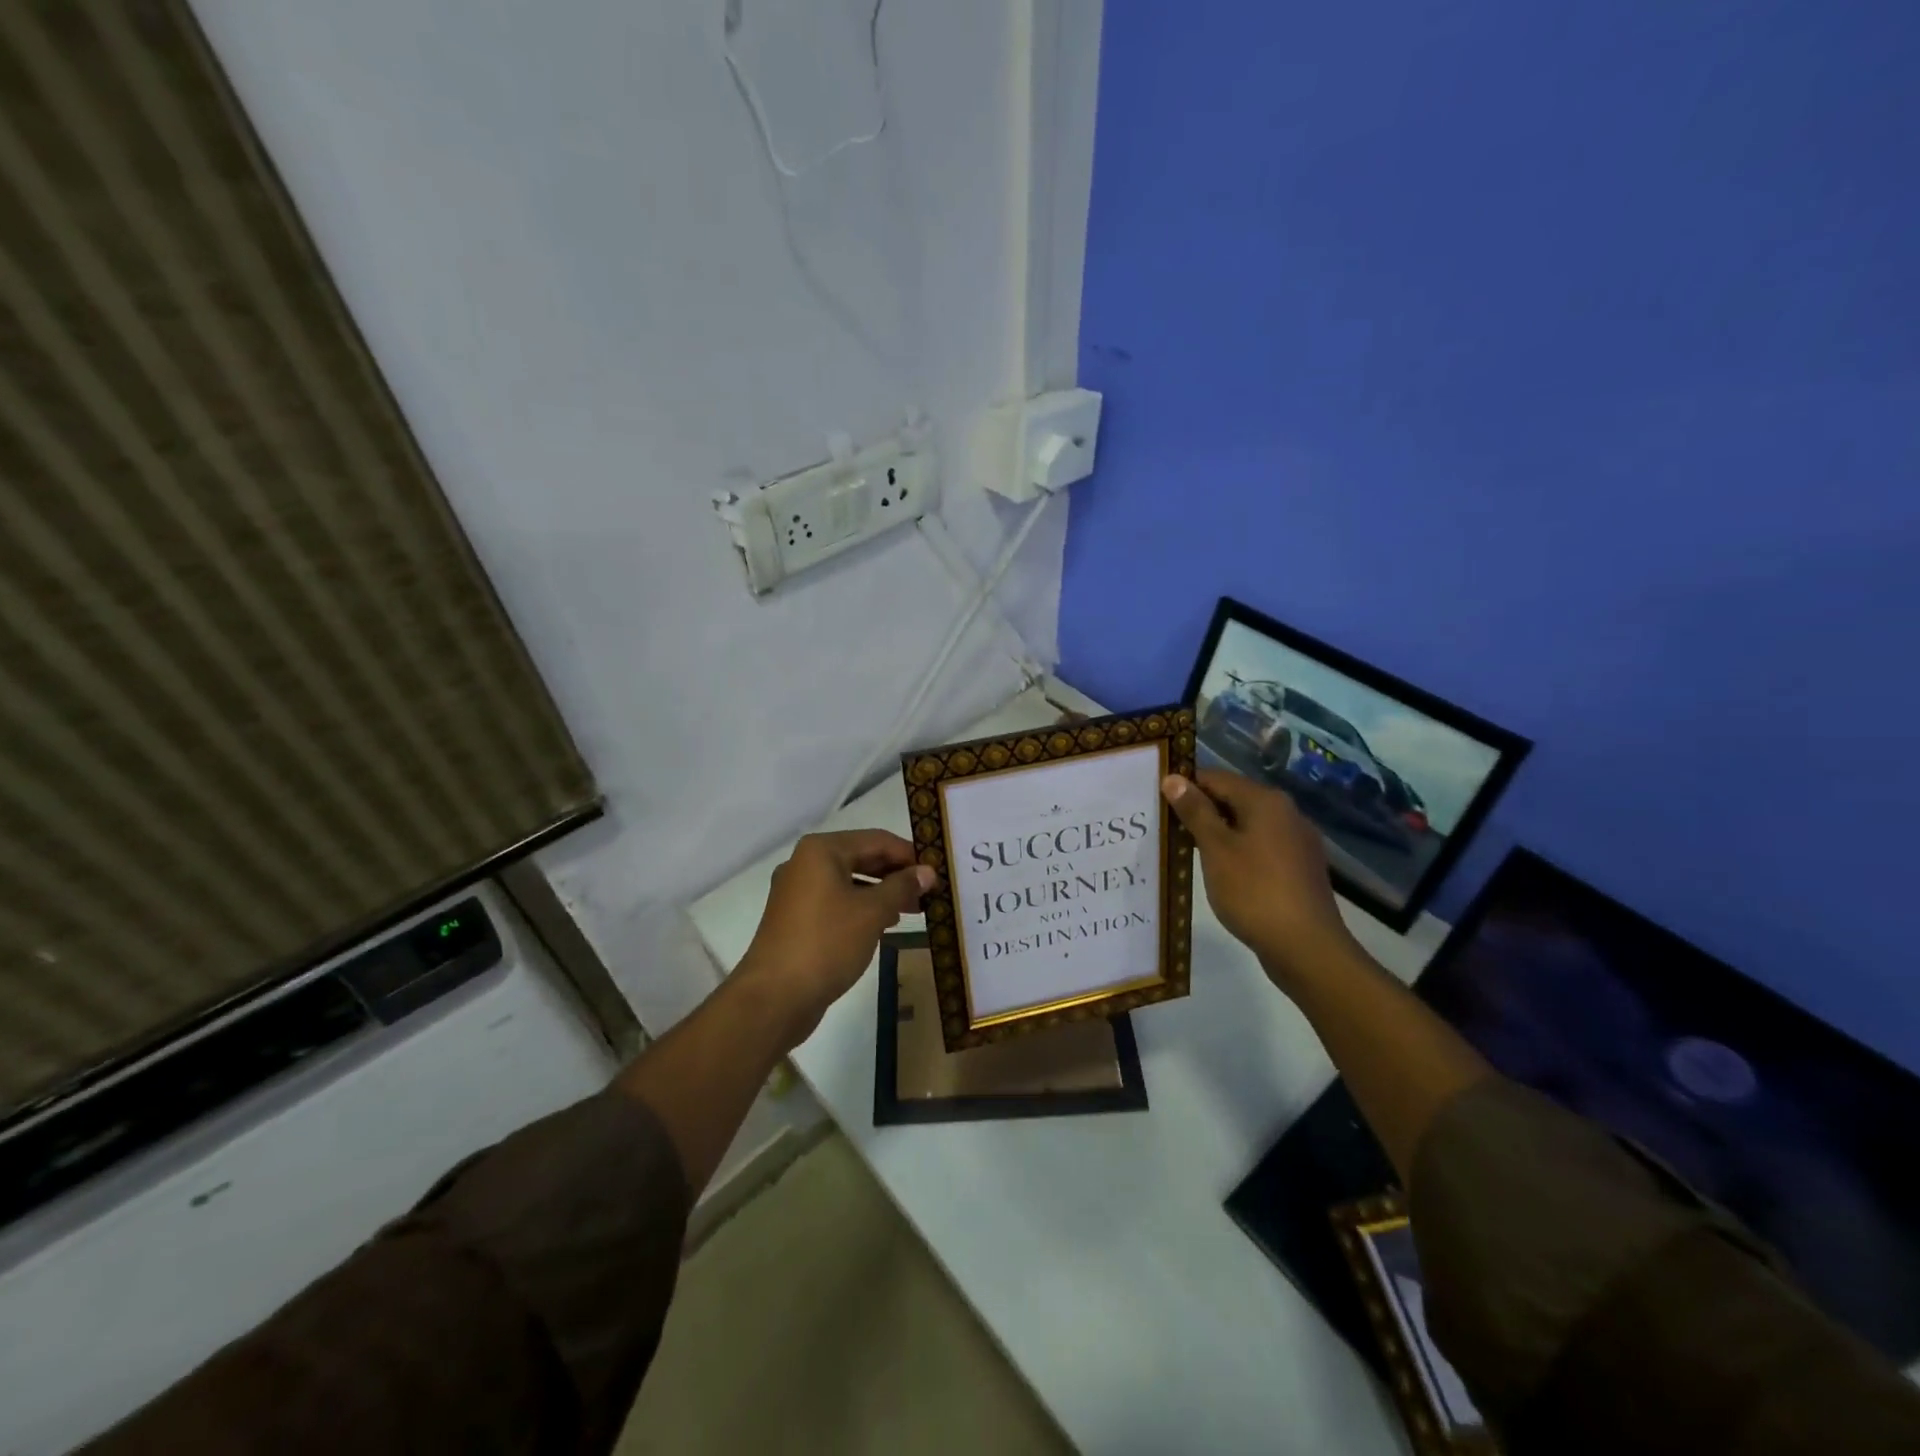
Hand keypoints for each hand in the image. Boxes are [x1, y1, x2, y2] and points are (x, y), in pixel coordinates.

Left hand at [737, 829, 933, 1043]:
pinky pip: (836, 902)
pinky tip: (883, 925)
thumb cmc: (826, 944)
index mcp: (821, 850)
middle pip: (862, 858)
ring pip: (849, 882)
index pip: (877, 840)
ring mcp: (797, 892)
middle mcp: (805, 863)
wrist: (774, 998)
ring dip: (881, 893)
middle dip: (896, 875)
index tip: (937, 874)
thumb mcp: (872, 912)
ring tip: (913, 911)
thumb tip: (927, 871)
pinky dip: (861, 908)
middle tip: (928, 894)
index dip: (909, 855)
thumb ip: (902, 887)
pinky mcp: (795, 919)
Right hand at [1161, 769, 1360, 990]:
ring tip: (1187, 851)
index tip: (1158, 802)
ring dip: (1218, 833)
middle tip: (1167, 828)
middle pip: (1234, 799)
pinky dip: (1238, 851)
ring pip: (1248, 825)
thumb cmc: (1254, 892)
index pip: (1216, 778)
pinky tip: (1221, 871)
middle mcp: (1287, 813)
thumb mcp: (1216, 849)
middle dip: (1201, 811)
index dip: (1185, 786)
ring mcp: (1298, 841)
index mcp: (1266, 801)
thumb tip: (1173, 778)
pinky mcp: (1300, 867)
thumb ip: (1195, 811)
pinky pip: (1262, 847)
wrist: (1307, 947)